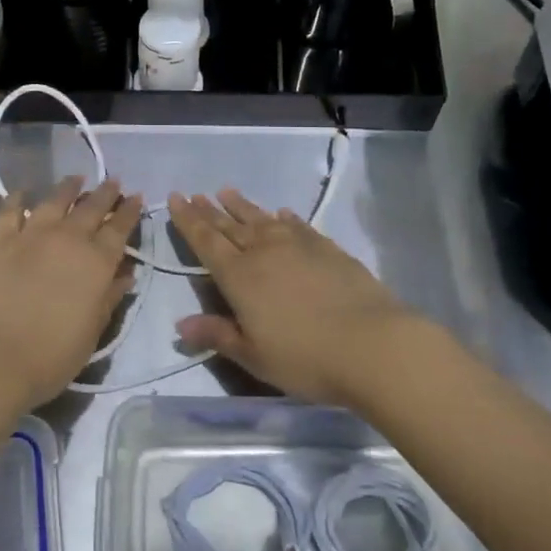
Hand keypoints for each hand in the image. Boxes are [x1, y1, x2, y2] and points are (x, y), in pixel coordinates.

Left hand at [0, 177, 142, 412]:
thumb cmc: (54, 353)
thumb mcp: (94, 330)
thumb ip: (111, 296)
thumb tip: (126, 274)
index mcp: (97, 261)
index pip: (120, 228)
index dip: (130, 211)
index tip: (135, 197)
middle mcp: (68, 238)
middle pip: (92, 207)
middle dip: (105, 193)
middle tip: (113, 182)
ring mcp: (32, 234)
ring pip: (55, 200)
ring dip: (69, 187)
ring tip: (76, 178)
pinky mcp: (0, 240)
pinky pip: (10, 210)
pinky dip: (18, 198)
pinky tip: (24, 192)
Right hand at [168, 190, 425, 408]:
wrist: (373, 345)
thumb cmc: (306, 358)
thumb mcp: (254, 356)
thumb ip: (218, 335)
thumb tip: (181, 324)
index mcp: (239, 276)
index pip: (206, 241)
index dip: (188, 220)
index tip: (176, 198)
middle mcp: (264, 252)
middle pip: (230, 226)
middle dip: (210, 210)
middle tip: (195, 194)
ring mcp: (299, 246)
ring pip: (262, 219)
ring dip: (243, 206)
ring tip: (227, 192)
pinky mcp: (328, 249)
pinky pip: (299, 226)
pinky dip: (286, 218)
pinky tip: (282, 213)